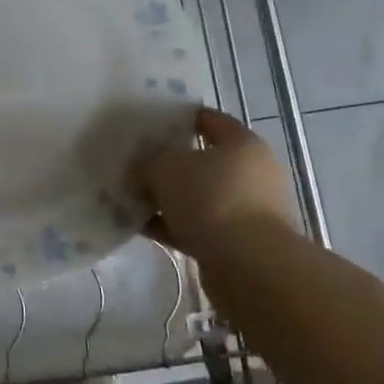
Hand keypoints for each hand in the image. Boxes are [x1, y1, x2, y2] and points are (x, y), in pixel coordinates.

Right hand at [133, 107, 295, 259]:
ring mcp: (247, 211)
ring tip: (131, 196)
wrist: (248, 266)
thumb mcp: (166, 168)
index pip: (209, 120)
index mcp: (242, 144)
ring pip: (198, 196)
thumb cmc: (211, 199)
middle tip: (135, 161)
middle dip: (169, 163)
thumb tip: (141, 168)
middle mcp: (251, 174)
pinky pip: (196, 226)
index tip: (150, 122)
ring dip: (168, 198)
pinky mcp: (238, 243)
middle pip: (202, 160)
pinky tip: (139, 225)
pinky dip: (171, 225)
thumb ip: (148, 161)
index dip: (179, 117)